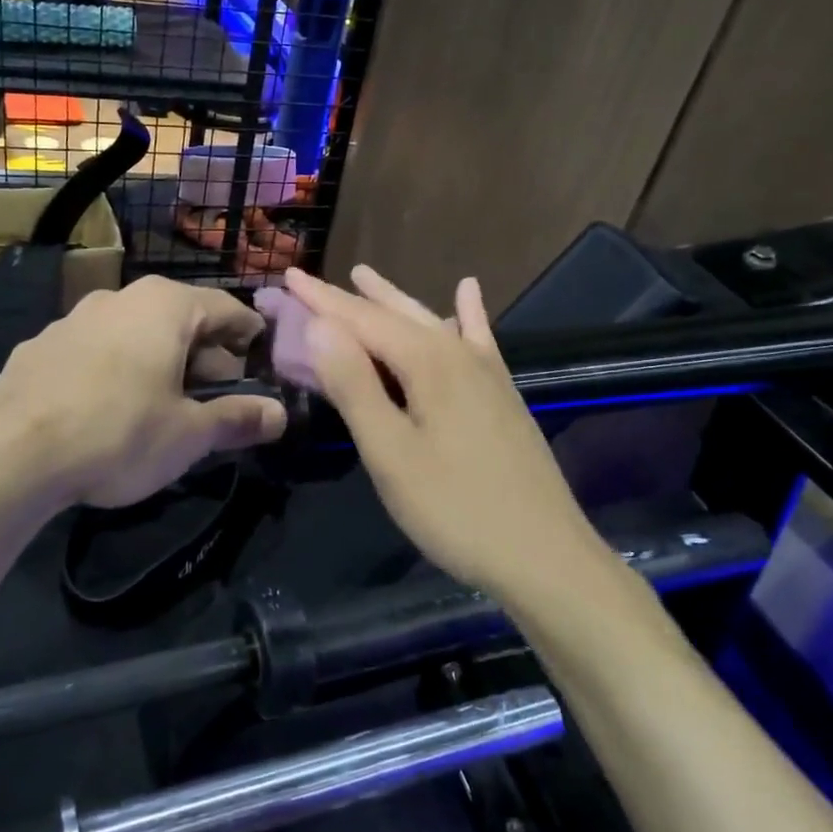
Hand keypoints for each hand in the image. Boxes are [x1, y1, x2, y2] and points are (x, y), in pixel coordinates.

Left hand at [0, 276, 286, 509]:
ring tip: (163, 407)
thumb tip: (280, 415)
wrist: (11, 454)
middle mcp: (120, 298)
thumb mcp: (189, 434)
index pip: (228, 309)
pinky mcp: (40, 347)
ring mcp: (73, 319)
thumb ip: (238, 419)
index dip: (251, 337)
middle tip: (215, 399)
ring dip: (159, 363)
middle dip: (204, 357)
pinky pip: (95, 352)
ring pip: (135, 335)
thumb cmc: (119, 434)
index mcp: (165, 306)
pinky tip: (108, 411)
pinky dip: (115, 371)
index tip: (260, 363)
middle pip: (180, 321)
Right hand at [284, 265, 597, 590]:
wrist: (544, 556)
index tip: (288, 275)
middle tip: (312, 280)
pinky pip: (477, 340)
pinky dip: (466, 314)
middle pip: (394, 315)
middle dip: (350, 298)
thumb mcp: (390, 453)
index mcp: (427, 363)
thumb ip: (354, 386)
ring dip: (393, 300)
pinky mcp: (502, 395)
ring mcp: (486, 374)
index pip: (361, 319)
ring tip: (365, 277)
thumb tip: (321, 326)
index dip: (321, 299)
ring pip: (430, 322)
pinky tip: (467, 291)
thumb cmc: (455, 509)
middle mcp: (458, 354)